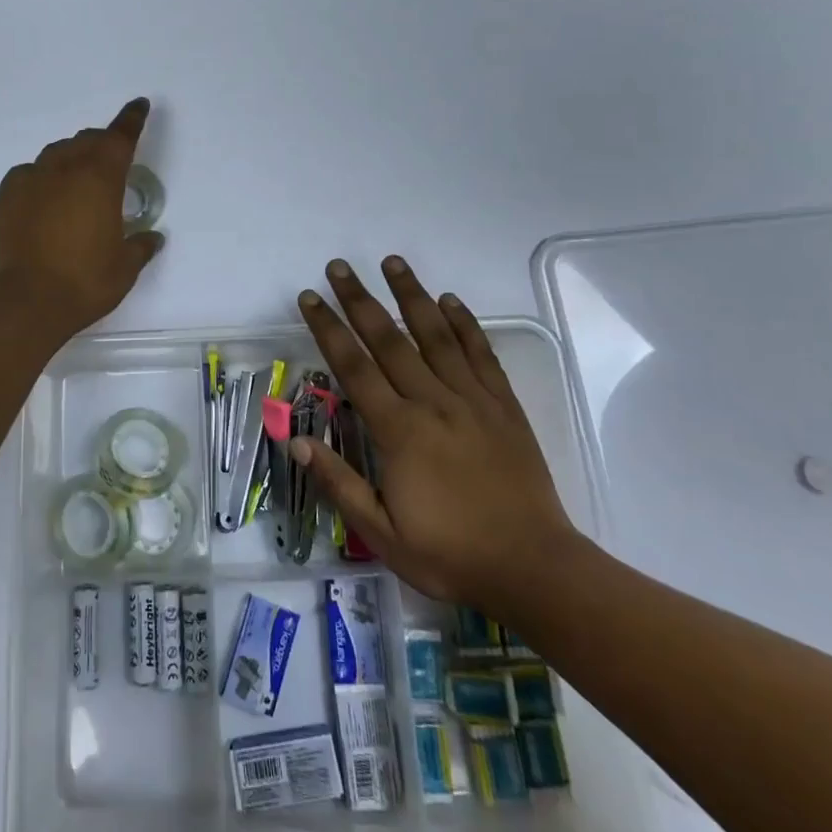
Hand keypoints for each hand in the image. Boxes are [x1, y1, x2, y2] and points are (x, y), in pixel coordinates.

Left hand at [0, 98, 164, 337]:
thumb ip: (140, 246)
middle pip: (86, 141)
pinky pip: (29, 174)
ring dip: (72, 158)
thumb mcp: (124, 268)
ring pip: (56, 154)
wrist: (23, 304)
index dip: (131, 119)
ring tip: (77, 180)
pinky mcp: (5, 197)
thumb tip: (152, 238)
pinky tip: (44, 197)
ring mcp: (29, 180)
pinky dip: (42, 177)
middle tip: (111, 158)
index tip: (139, 105)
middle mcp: (64, 169)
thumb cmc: (83, 283)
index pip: (119, 137)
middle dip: (102, 143)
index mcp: (99, 178)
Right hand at [293, 256, 579, 611]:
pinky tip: (451, 301)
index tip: (309, 298)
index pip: (353, 367)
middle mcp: (432, 402)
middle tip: (339, 266)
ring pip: (435, 335)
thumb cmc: (451, 555)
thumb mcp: (382, 533)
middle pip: (389, 339)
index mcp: (398, 430)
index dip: (327, 329)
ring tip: (393, 262)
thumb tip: (297, 442)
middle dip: (359, 299)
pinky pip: (481, 355)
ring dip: (412, 295)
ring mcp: (472, 399)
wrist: (534, 568)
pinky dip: (465, 324)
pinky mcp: (504, 406)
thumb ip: (339, 484)